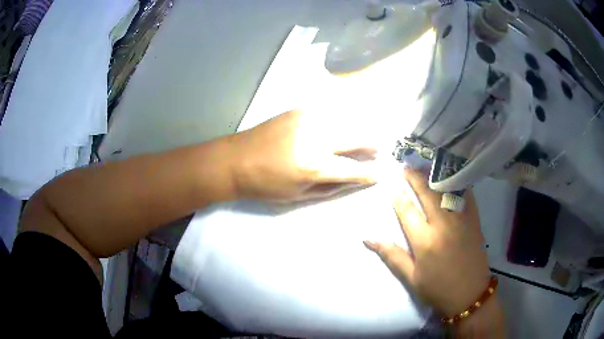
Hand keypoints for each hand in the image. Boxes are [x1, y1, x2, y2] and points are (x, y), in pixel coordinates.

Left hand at [228, 110, 377, 201]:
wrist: (236, 160)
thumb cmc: (266, 185)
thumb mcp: (299, 195)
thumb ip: (332, 187)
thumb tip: (355, 179)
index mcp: (314, 165)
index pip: (353, 169)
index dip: (370, 173)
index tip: (380, 173)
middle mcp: (315, 138)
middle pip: (356, 136)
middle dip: (371, 144)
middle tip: (377, 150)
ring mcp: (307, 119)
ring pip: (346, 120)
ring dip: (359, 130)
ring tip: (364, 139)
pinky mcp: (299, 110)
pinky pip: (330, 113)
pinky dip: (341, 120)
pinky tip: (341, 127)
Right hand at [363, 169, 490, 316]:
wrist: (470, 294)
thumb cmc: (437, 288)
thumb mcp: (411, 277)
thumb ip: (391, 255)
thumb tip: (368, 238)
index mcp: (424, 240)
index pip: (406, 210)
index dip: (396, 195)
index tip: (389, 183)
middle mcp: (442, 224)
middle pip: (426, 193)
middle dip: (414, 177)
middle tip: (405, 167)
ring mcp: (461, 219)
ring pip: (446, 190)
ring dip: (434, 176)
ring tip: (425, 167)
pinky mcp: (474, 220)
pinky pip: (466, 195)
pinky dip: (458, 183)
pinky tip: (452, 177)